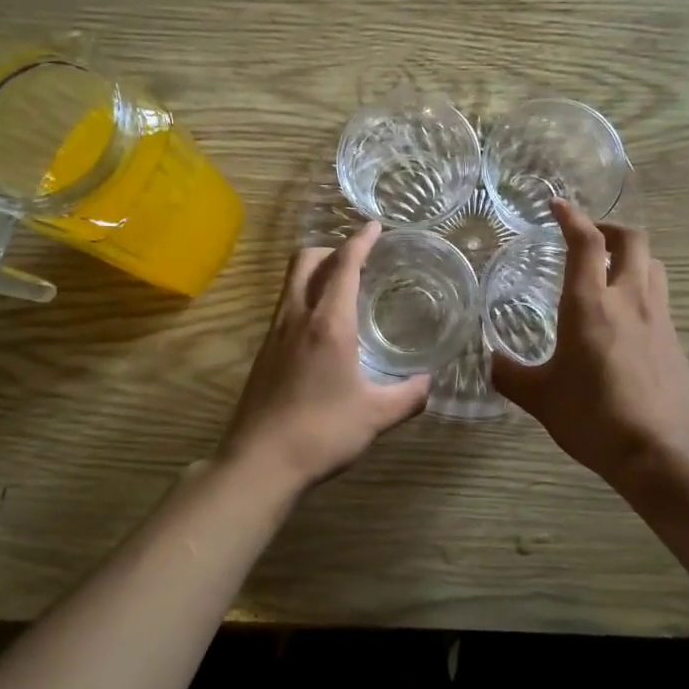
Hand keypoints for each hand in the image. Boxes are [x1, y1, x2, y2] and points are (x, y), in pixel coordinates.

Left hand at [220, 222, 430, 492]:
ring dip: (315, 272)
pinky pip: (285, 307)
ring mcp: (274, 334)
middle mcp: (296, 317)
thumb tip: (428, 384)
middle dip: (332, 249)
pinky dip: (305, 298)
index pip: (344, 266)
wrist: (259, 462)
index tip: (374, 226)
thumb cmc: (322, 432)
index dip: (360, 241)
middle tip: (358, 259)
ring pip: (291, 283)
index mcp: (328, 323)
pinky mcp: (263, 353)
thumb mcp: (376, 416)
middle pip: (306, 261)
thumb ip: (408, 396)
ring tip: (342, 288)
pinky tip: (321, 328)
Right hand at [491, 200, 688, 489]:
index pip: (585, 243)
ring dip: (631, 255)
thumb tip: (489, 360)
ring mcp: (657, 318)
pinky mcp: (674, 340)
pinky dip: (642, 289)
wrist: (658, 451)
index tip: (557, 205)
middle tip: (589, 237)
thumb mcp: (539, 398)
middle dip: (609, 228)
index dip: (571, 217)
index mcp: (590, 305)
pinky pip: (659, 297)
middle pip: (631, 240)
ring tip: (610, 269)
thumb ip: (509, 374)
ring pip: (652, 264)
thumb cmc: (591, 417)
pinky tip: (626, 316)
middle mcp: (628, 300)